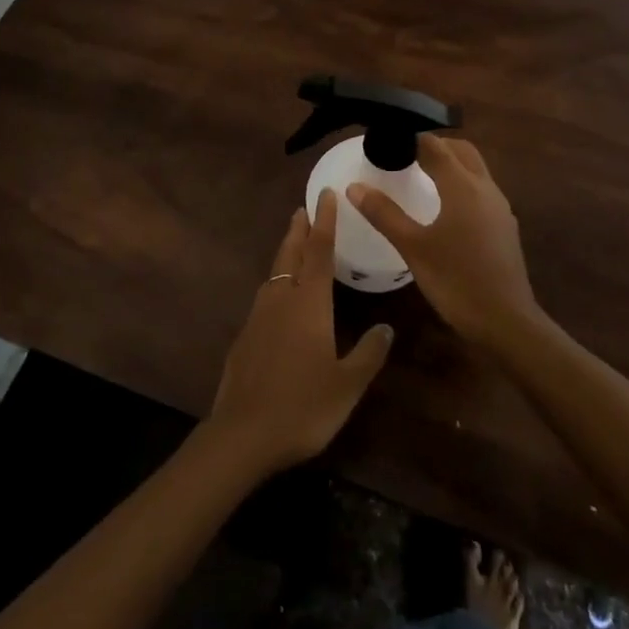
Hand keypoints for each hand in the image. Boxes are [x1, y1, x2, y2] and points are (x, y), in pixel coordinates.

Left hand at [208, 190, 393, 475]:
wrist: (242, 434)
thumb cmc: (303, 406)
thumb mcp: (347, 385)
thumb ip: (368, 353)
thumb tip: (387, 328)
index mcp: (309, 303)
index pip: (320, 252)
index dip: (325, 222)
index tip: (325, 195)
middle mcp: (281, 300)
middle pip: (291, 254)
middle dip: (299, 230)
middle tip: (304, 209)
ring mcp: (258, 317)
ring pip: (274, 274)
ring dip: (286, 254)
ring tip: (295, 246)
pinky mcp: (244, 336)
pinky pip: (265, 297)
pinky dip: (276, 284)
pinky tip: (280, 299)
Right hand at [347, 136, 539, 347]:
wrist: (507, 322)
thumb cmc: (456, 281)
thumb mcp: (413, 247)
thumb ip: (384, 214)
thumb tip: (354, 187)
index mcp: (463, 186)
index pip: (435, 146)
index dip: (412, 138)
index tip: (388, 138)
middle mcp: (486, 189)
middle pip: (461, 151)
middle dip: (435, 145)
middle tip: (406, 153)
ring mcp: (500, 208)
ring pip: (475, 170)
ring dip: (451, 163)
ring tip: (422, 175)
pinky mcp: (504, 227)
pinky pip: (482, 190)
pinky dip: (462, 184)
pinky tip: (445, 207)